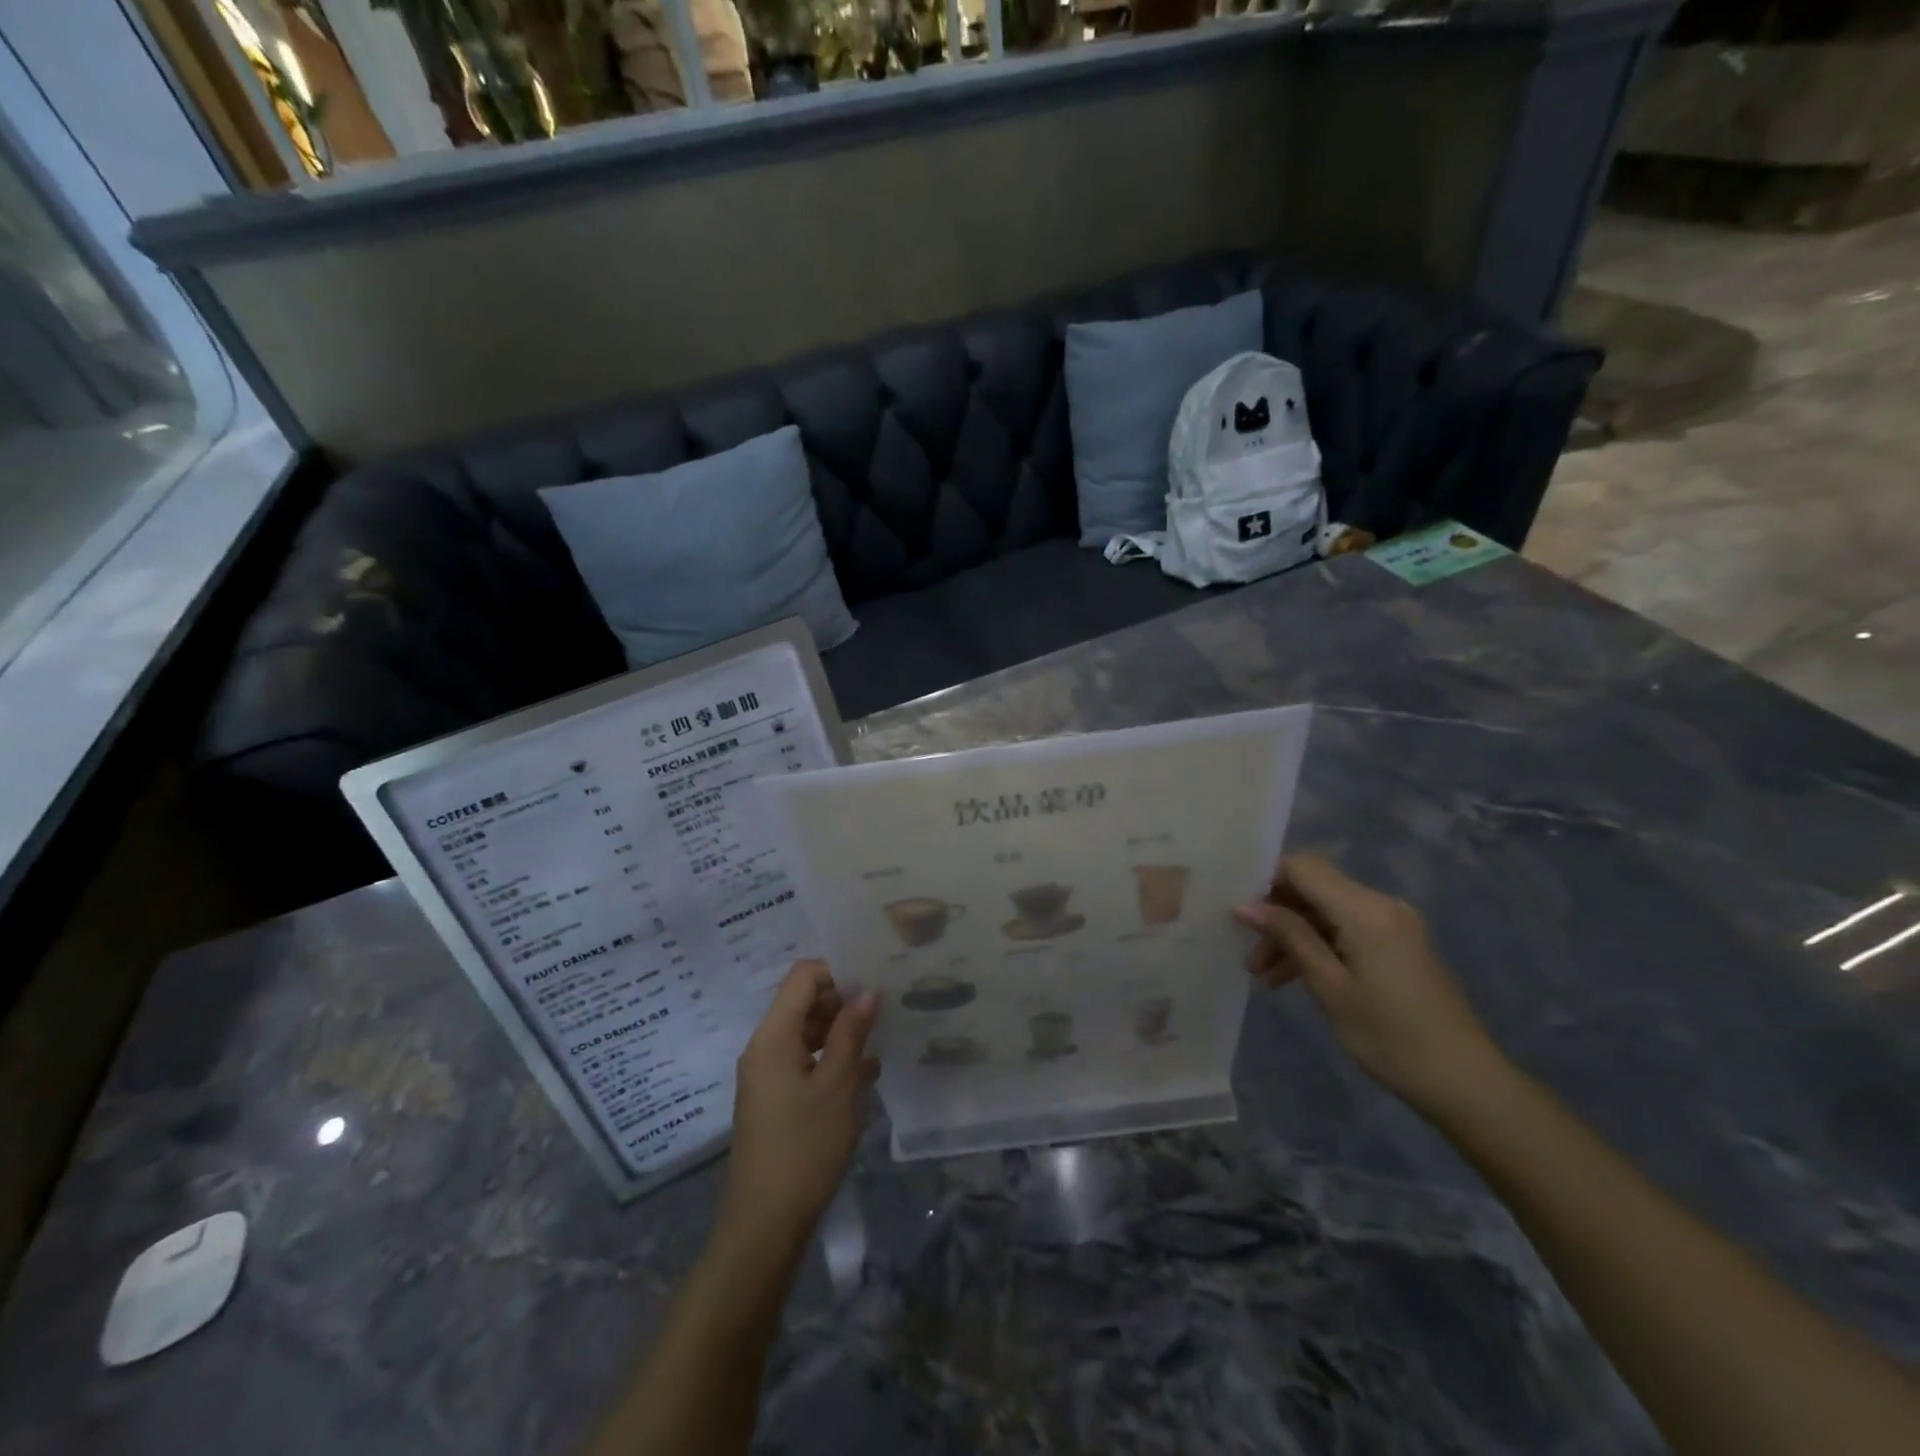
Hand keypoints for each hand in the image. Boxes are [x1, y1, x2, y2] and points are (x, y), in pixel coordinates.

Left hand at [720, 961, 878, 1253]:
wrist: (765, 1225)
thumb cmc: (805, 1148)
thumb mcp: (838, 1086)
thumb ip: (852, 1032)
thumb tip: (868, 989)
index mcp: (773, 1037)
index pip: (802, 976)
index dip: (837, 971)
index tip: (874, 982)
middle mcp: (764, 1048)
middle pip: (803, 1002)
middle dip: (843, 1001)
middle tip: (885, 1010)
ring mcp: (767, 1075)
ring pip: (807, 1032)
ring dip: (841, 1032)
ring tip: (881, 1040)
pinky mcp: (775, 1099)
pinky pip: (805, 1061)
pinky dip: (832, 1059)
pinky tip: (866, 1074)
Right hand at [1234, 853, 1504, 1112]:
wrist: (1466, 1082)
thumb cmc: (1390, 1036)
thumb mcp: (1329, 986)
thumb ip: (1289, 936)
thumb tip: (1245, 905)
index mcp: (1366, 910)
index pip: (1303, 867)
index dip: (1266, 881)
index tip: (1240, 914)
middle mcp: (1381, 904)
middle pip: (1314, 888)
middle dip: (1276, 914)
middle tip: (1248, 954)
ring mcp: (1393, 924)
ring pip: (1326, 911)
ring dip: (1293, 934)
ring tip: (1263, 975)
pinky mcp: (1398, 944)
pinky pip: (1346, 928)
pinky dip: (1318, 945)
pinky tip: (1293, 976)